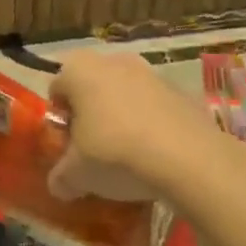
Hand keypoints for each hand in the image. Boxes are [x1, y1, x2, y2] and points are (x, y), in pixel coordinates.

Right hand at [47, 49, 206, 203]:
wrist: (188, 158)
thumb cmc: (115, 153)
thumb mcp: (76, 175)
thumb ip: (61, 177)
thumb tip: (59, 185)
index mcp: (79, 71)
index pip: (56, 87)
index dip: (59, 117)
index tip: (68, 144)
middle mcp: (113, 61)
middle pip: (92, 86)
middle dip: (91, 113)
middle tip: (94, 148)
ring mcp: (151, 72)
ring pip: (125, 94)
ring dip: (122, 116)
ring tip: (128, 153)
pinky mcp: (181, 90)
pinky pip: (155, 105)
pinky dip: (151, 123)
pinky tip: (156, 153)